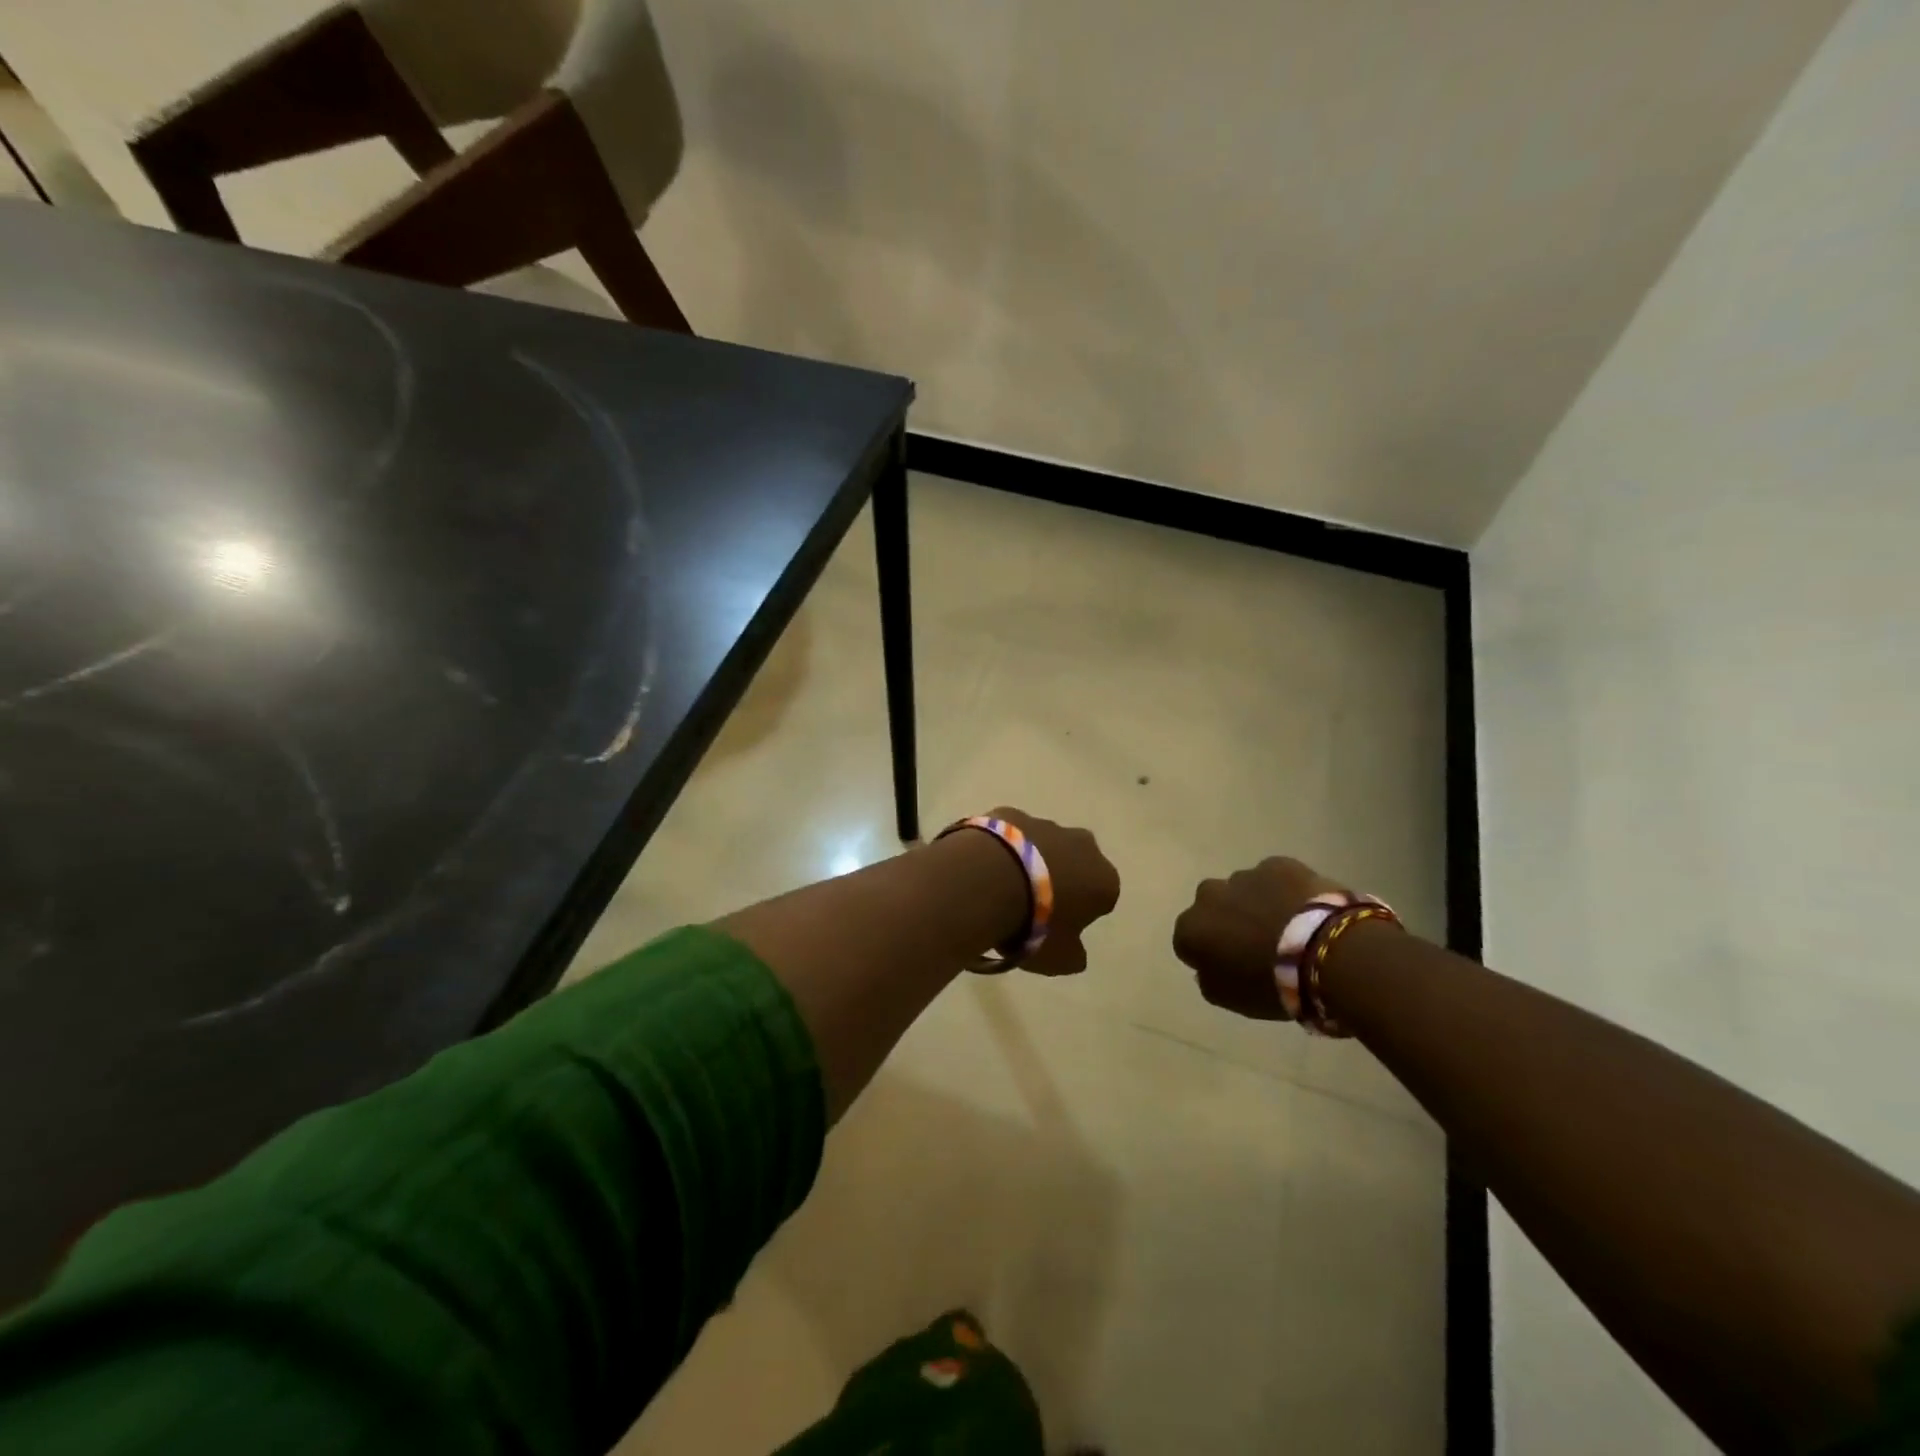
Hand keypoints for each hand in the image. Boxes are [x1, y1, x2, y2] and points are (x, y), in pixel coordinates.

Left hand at [989, 807, 1119, 976]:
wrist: (985, 880)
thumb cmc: (1033, 925)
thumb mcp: (1060, 958)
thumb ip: (1074, 954)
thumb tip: (1076, 951)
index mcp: (1103, 878)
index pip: (1102, 897)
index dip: (1082, 913)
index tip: (1060, 927)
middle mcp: (1081, 844)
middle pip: (1076, 863)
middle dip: (1060, 877)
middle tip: (1033, 904)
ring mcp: (1044, 823)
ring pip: (1042, 844)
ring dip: (1030, 860)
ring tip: (1002, 887)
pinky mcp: (1008, 813)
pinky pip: (1010, 834)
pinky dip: (1002, 847)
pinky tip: (983, 867)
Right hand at [1171, 856, 1348, 1018]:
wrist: (1324, 953)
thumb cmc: (1271, 983)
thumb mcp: (1230, 998)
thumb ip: (1209, 979)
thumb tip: (1206, 967)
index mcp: (1191, 928)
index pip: (1187, 940)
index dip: (1208, 953)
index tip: (1230, 965)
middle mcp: (1208, 895)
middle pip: (1212, 908)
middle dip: (1228, 920)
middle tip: (1257, 943)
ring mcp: (1243, 876)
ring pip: (1242, 890)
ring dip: (1256, 905)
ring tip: (1288, 927)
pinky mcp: (1277, 864)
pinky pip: (1275, 878)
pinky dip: (1284, 891)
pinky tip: (1305, 911)